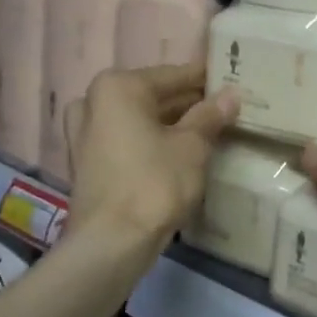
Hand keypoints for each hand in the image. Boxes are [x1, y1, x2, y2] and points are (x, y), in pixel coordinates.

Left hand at [65, 63, 238, 245]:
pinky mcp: (87, 163)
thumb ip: (210, 116)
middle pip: (152, 97)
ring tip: (208, 132)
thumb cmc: (154, 183)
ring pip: (139, 120)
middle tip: (224, 109)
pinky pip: (127, 141)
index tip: (231, 80)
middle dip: (188, 104)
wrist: (112, 241)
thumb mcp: (192, 147)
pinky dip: (151, 143)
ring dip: (170, 125)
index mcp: (117, 87)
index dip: (205, 80)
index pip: (173, 75)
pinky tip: (179, 153)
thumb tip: (231, 95)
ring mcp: (84, 134)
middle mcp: (93, 102)